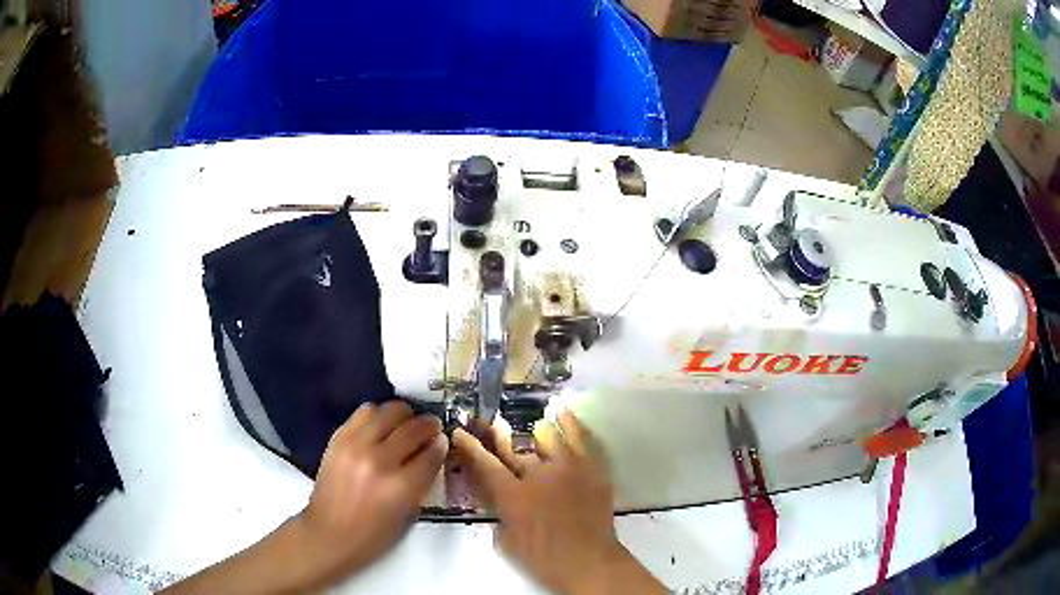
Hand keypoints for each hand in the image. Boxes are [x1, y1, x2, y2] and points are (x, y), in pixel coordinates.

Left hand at [296, 400, 447, 584]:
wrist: (328, 533)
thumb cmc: (372, 535)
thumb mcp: (407, 515)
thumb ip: (422, 482)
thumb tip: (432, 454)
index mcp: (401, 487)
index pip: (432, 453)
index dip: (441, 444)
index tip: (442, 441)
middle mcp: (379, 461)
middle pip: (413, 428)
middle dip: (428, 425)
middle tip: (431, 427)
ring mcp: (356, 446)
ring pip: (388, 411)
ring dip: (404, 414)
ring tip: (406, 422)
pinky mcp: (339, 438)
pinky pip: (364, 412)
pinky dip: (378, 414)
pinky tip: (383, 424)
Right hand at [452, 410, 664, 594]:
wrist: (589, 561)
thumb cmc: (543, 558)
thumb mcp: (506, 540)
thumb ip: (499, 513)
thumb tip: (497, 497)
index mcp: (512, 495)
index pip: (484, 463)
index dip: (469, 446)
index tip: (459, 432)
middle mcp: (537, 474)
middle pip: (512, 447)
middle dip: (496, 435)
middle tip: (490, 425)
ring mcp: (567, 467)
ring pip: (546, 435)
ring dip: (535, 435)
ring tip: (535, 432)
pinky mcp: (591, 468)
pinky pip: (580, 437)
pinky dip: (569, 423)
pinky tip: (562, 413)